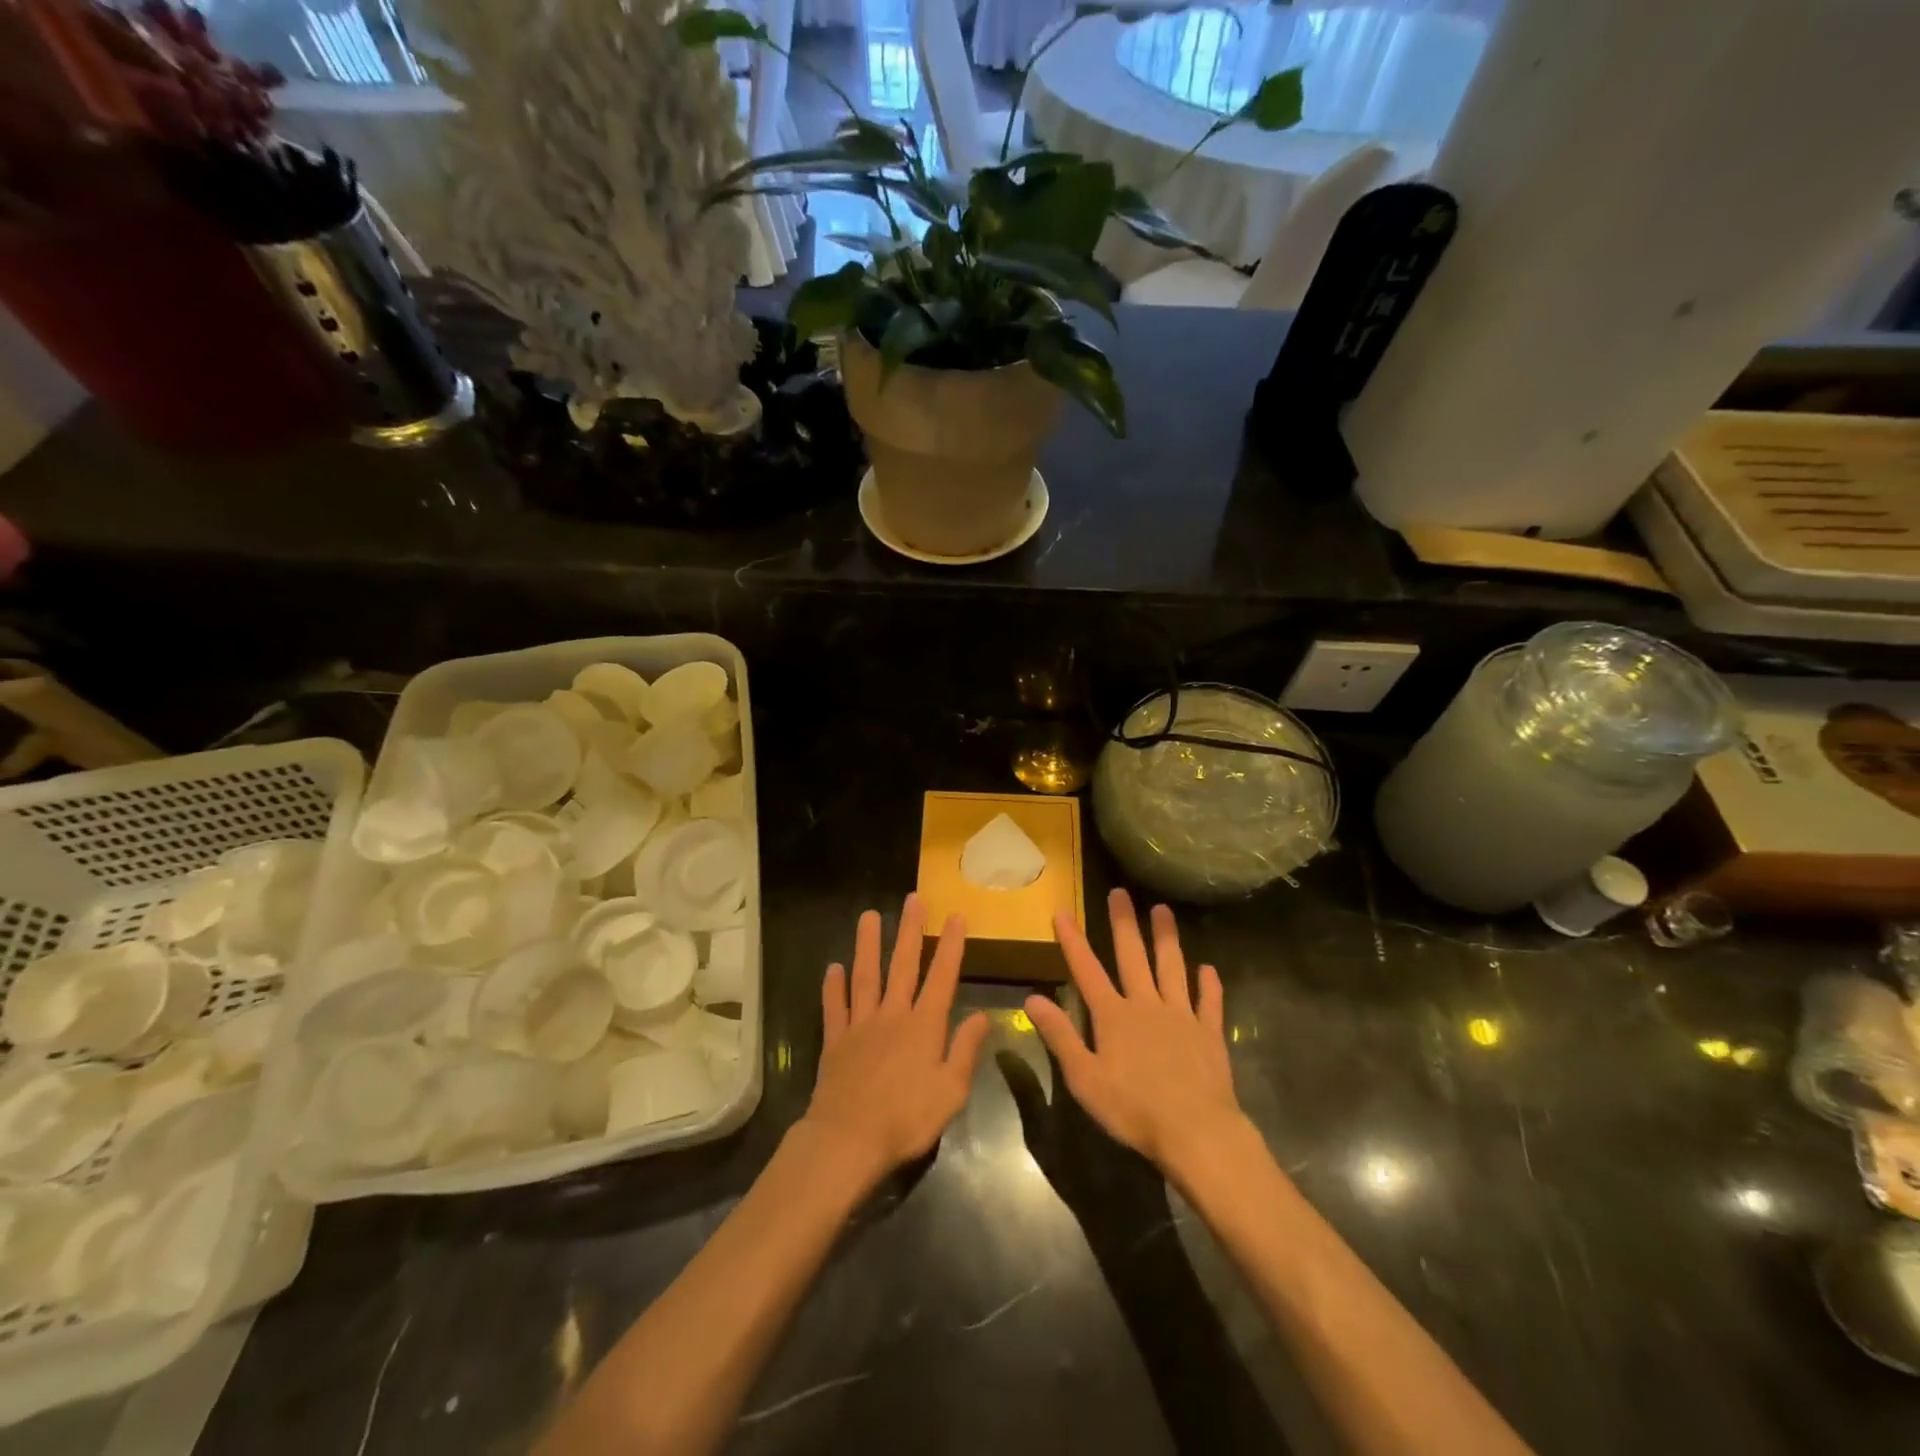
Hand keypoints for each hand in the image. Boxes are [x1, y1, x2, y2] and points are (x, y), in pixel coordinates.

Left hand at [803, 895, 990, 1185]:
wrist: (848, 1140)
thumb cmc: (906, 1119)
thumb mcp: (951, 1091)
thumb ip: (966, 1050)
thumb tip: (983, 1015)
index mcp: (924, 1026)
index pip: (942, 976)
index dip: (950, 945)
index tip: (955, 915)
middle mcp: (892, 1015)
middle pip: (902, 965)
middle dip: (910, 930)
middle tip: (913, 900)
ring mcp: (861, 1025)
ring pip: (865, 976)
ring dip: (868, 945)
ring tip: (869, 916)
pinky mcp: (835, 1041)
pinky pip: (835, 1008)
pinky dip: (833, 987)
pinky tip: (833, 968)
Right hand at [1025, 889, 1245, 1171]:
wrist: (1197, 1132)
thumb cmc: (1133, 1109)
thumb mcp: (1084, 1078)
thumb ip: (1060, 1036)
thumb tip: (1032, 999)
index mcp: (1113, 1016)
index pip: (1087, 970)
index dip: (1073, 940)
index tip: (1063, 911)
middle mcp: (1146, 1005)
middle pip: (1132, 957)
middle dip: (1123, 923)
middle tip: (1120, 892)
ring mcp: (1181, 1016)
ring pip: (1172, 968)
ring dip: (1167, 939)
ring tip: (1163, 910)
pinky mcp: (1209, 1034)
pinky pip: (1209, 1002)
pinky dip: (1209, 985)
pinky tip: (1209, 969)